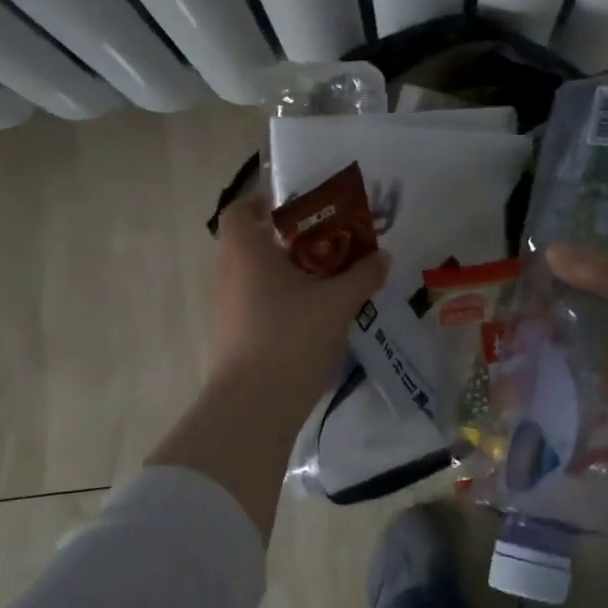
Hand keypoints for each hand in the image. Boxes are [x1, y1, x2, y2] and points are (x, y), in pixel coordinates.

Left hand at [208, 192, 389, 402]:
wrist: (254, 406)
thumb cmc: (292, 337)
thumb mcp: (338, 302)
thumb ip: (362, 274)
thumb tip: (382, 256)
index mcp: (247, 252)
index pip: (241, 209)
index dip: (265, 202)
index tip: (298, 208)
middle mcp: (228, 274)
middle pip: (252, 242)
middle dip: (289, 240)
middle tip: (328, 244)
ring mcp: (226, 308)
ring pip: (255, 276)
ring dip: (286, 272)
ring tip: (327, 280)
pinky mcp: (232, 336)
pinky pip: (256, 303)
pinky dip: (280, 300)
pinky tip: (313, 316)